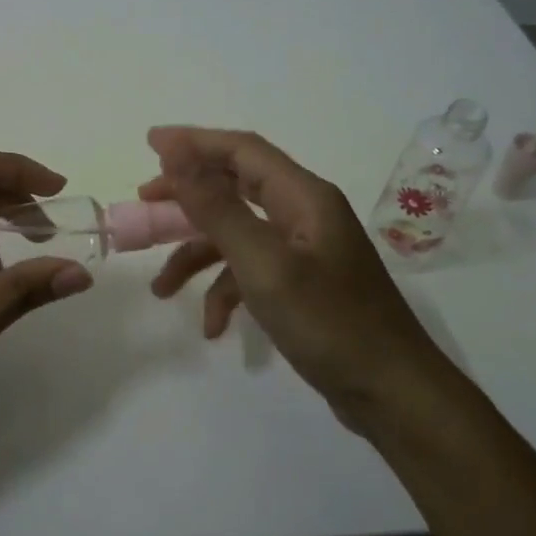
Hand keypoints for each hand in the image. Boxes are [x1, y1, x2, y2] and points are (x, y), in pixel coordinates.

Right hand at [141, 126, 453, 429]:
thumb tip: (176, 152)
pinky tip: (212, 327)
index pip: (241, 150)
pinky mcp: (303, 285)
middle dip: (187, 198)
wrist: (392, 394)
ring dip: (197, 256)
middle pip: (235, 188)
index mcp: (303, 196)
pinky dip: (226, 292)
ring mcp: (305, 251)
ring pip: (237, 235)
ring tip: (159, 288)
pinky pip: (253, 273)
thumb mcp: (263, 264)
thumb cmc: (329, 323)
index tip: (149, 143)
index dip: (194, 142)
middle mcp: (304, 214)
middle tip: (144, 206)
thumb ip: (217, 207)